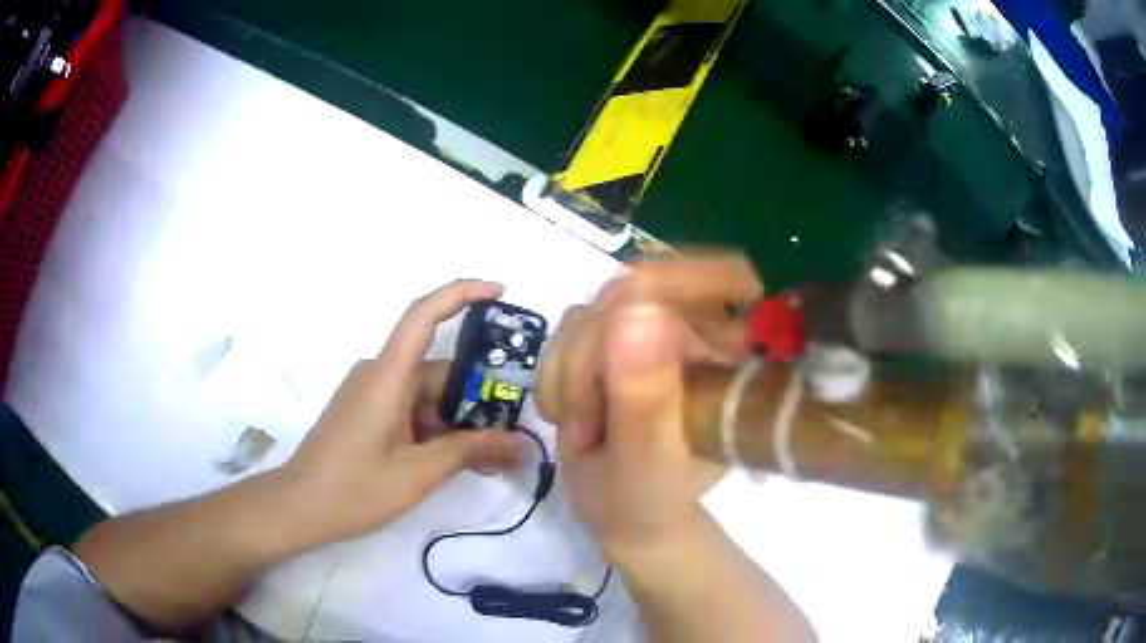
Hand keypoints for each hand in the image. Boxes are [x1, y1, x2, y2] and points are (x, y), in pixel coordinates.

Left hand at [280, 279, 522, 545]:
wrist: (300, 508)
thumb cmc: (354, 487)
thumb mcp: (418, 472)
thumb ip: (469, 451)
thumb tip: (518, 444)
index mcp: (387, 376)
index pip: (423, 315)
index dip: (462, 293)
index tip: (500, 291)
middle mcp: (379, 375)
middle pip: (437, 370)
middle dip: (476, 395)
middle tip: (514, 429)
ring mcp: (371, 395)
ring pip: (427, 395)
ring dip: (458, 420)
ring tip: (495, 454)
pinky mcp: (368, 414)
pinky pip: (411, 410)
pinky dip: (437, 429)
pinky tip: (461, 459)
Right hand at [536, 254, 762, 561]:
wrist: (623, 516)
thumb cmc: (650, 499)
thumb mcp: (648, 460)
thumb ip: (645, 397)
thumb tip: (637, 314)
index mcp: (727, 357)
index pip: (724, 278)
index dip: (678, 279)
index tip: (624, 328)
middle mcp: (693, 334)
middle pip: (631, 294)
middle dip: (591, 358)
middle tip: (588, 418)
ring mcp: (648, 334)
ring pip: (591, 311)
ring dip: (568, 372)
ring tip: (583, 427)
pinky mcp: (611, 342)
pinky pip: (567, 328)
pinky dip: (554, 372)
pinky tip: (567, 413)